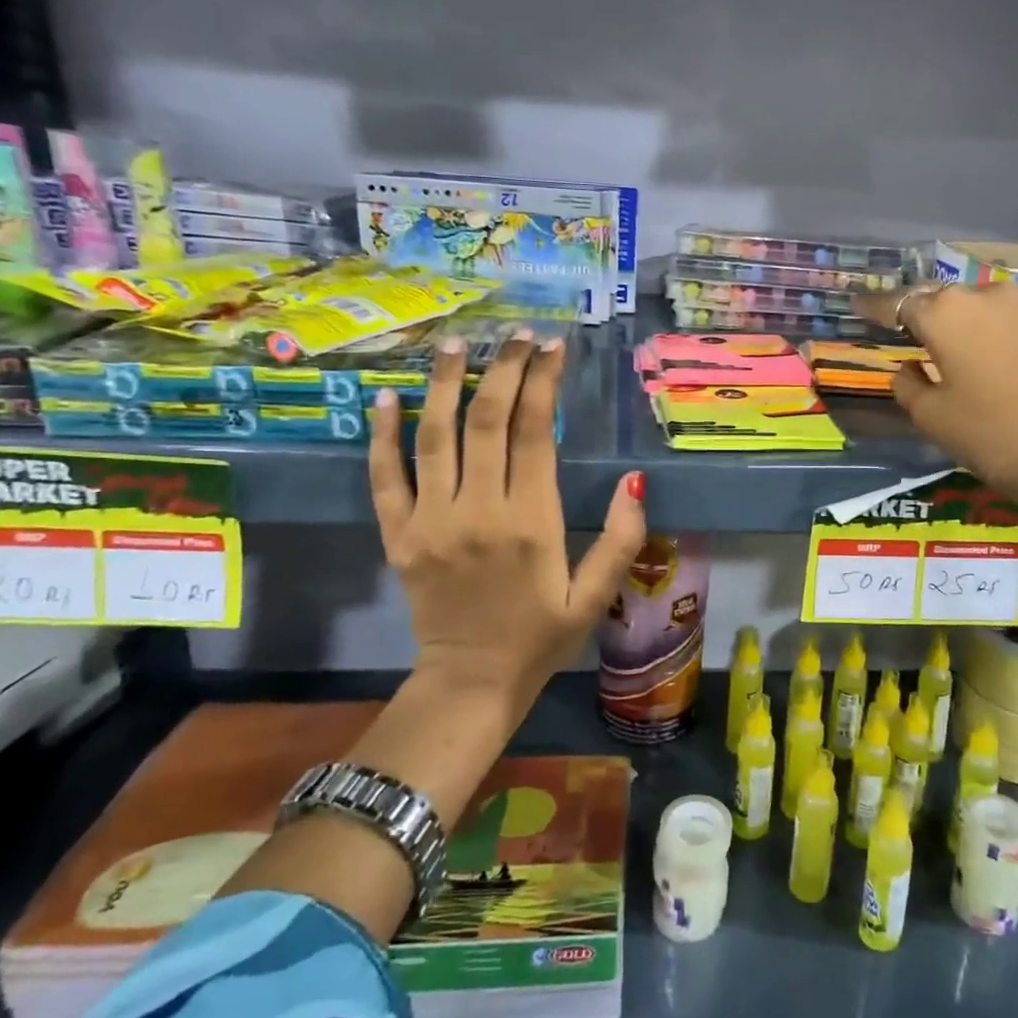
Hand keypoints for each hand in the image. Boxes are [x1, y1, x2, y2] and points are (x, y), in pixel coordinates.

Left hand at [368, 330, 645, 708]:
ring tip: (456, 345)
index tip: (552, 347)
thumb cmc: (541, 638)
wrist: (471, 682)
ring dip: (444, 385)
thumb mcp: (595, 596)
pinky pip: (385, 478)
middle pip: (487, 421)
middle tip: (515, 335)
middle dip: (502, 369)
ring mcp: (431, 521)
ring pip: (435, 437)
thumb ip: (621, 538)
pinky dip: (382, 436)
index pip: (534, 433)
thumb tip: (635, 480)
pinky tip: (385, 398)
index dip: (543, 382)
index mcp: (531, 522)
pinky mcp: (398, 536)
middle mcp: (478, 510)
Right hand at [859, 282, 1017, 504]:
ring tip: (927, 343)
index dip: (875, 310)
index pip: (897, 304)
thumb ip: (908, 385)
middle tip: (892, 329)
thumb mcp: (932, 417)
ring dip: (945, 322)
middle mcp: (979, 296)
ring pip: (966, 307)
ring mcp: (1016, 308)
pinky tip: (964, 353)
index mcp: (943, 312)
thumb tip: (907, 368)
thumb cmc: (991, 434)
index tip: (857, 310)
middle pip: (935, 299)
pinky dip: (972, 332)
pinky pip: (991, 321)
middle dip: (913, 312)